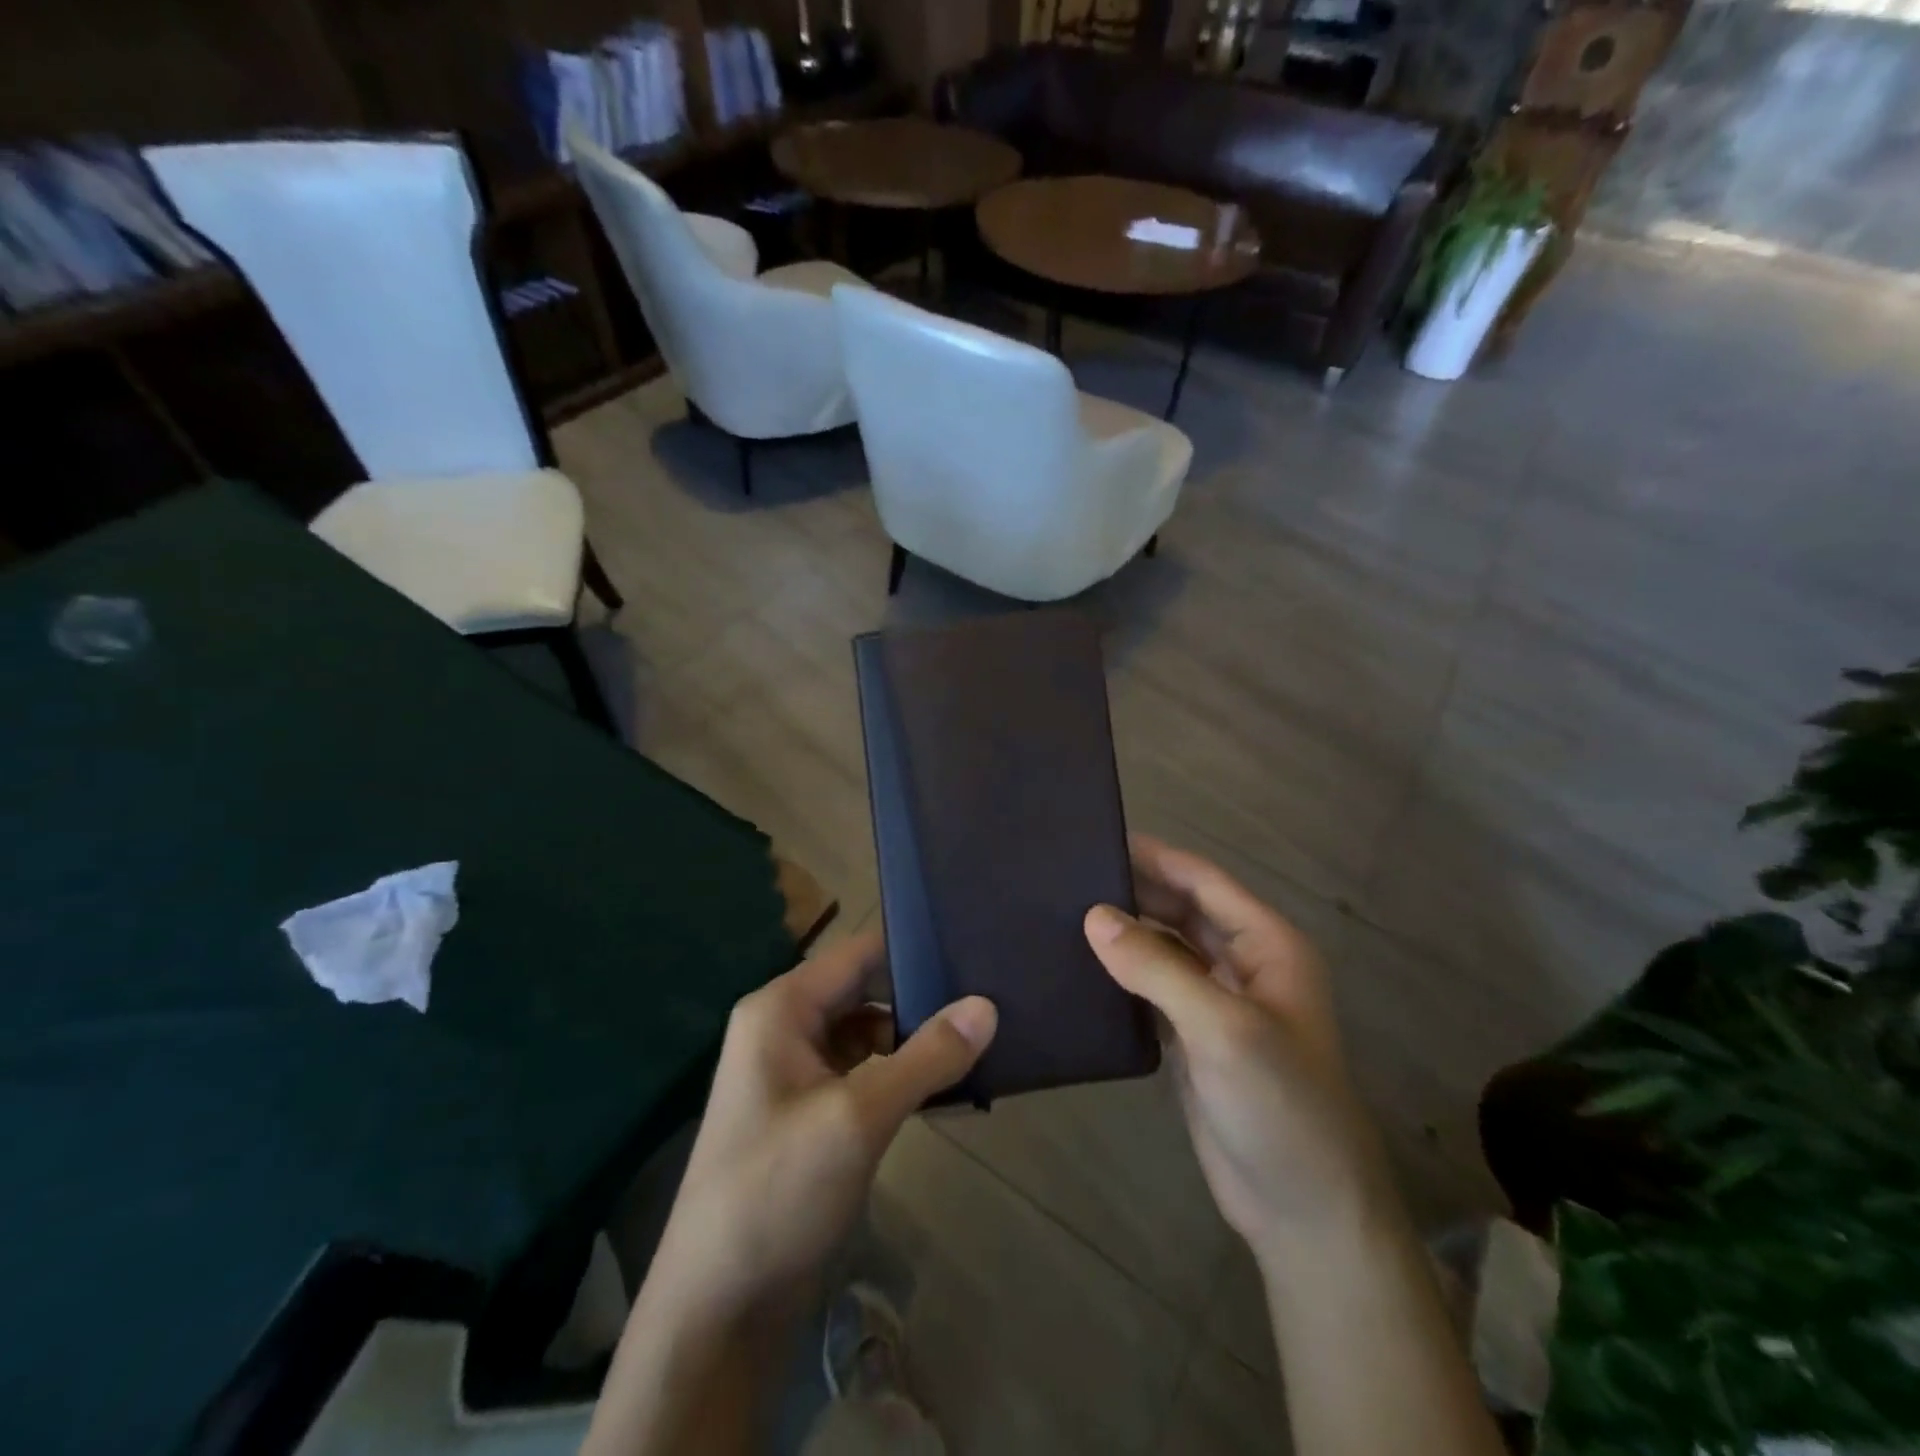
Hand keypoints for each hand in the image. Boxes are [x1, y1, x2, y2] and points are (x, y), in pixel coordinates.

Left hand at [644, 929, 996, 1322]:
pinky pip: (862, 1074)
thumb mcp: (858, 1117)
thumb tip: (987, 1005)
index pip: (858, 953)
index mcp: (781, 1009)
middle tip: (991, 995)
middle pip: (864, 991)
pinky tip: (947, 1087)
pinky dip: (900, 1076)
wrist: (716, 1311)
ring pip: (867, 1034)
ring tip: (981, 1038)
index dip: (912, 946)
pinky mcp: (810, 1114)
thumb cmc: (777, 1193)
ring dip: (915, 1040)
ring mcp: (796, 1074)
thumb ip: (926, 1056)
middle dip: (921, 996)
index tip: (973, 947)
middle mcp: (785, 1028)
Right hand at [1084, 835, 1395, 1262]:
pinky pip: (1152, 989)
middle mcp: (1243, 964)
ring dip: (1124, 932)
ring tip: (1063, 913)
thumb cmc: (1280, 1106)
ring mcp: (1217, 1002)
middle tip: (1068, 876)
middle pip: (1181, 909)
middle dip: (1133, 891)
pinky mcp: (1193, 1038)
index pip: (1202, 881)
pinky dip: (1121, 974)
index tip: (1096, 839)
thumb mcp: (1223, 1028)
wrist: (1304, 1212)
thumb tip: (1093, 916)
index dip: (1154, 856)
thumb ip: (1158, 968)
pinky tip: (1079, 967)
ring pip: (1164, 948)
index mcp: (1266, 945)